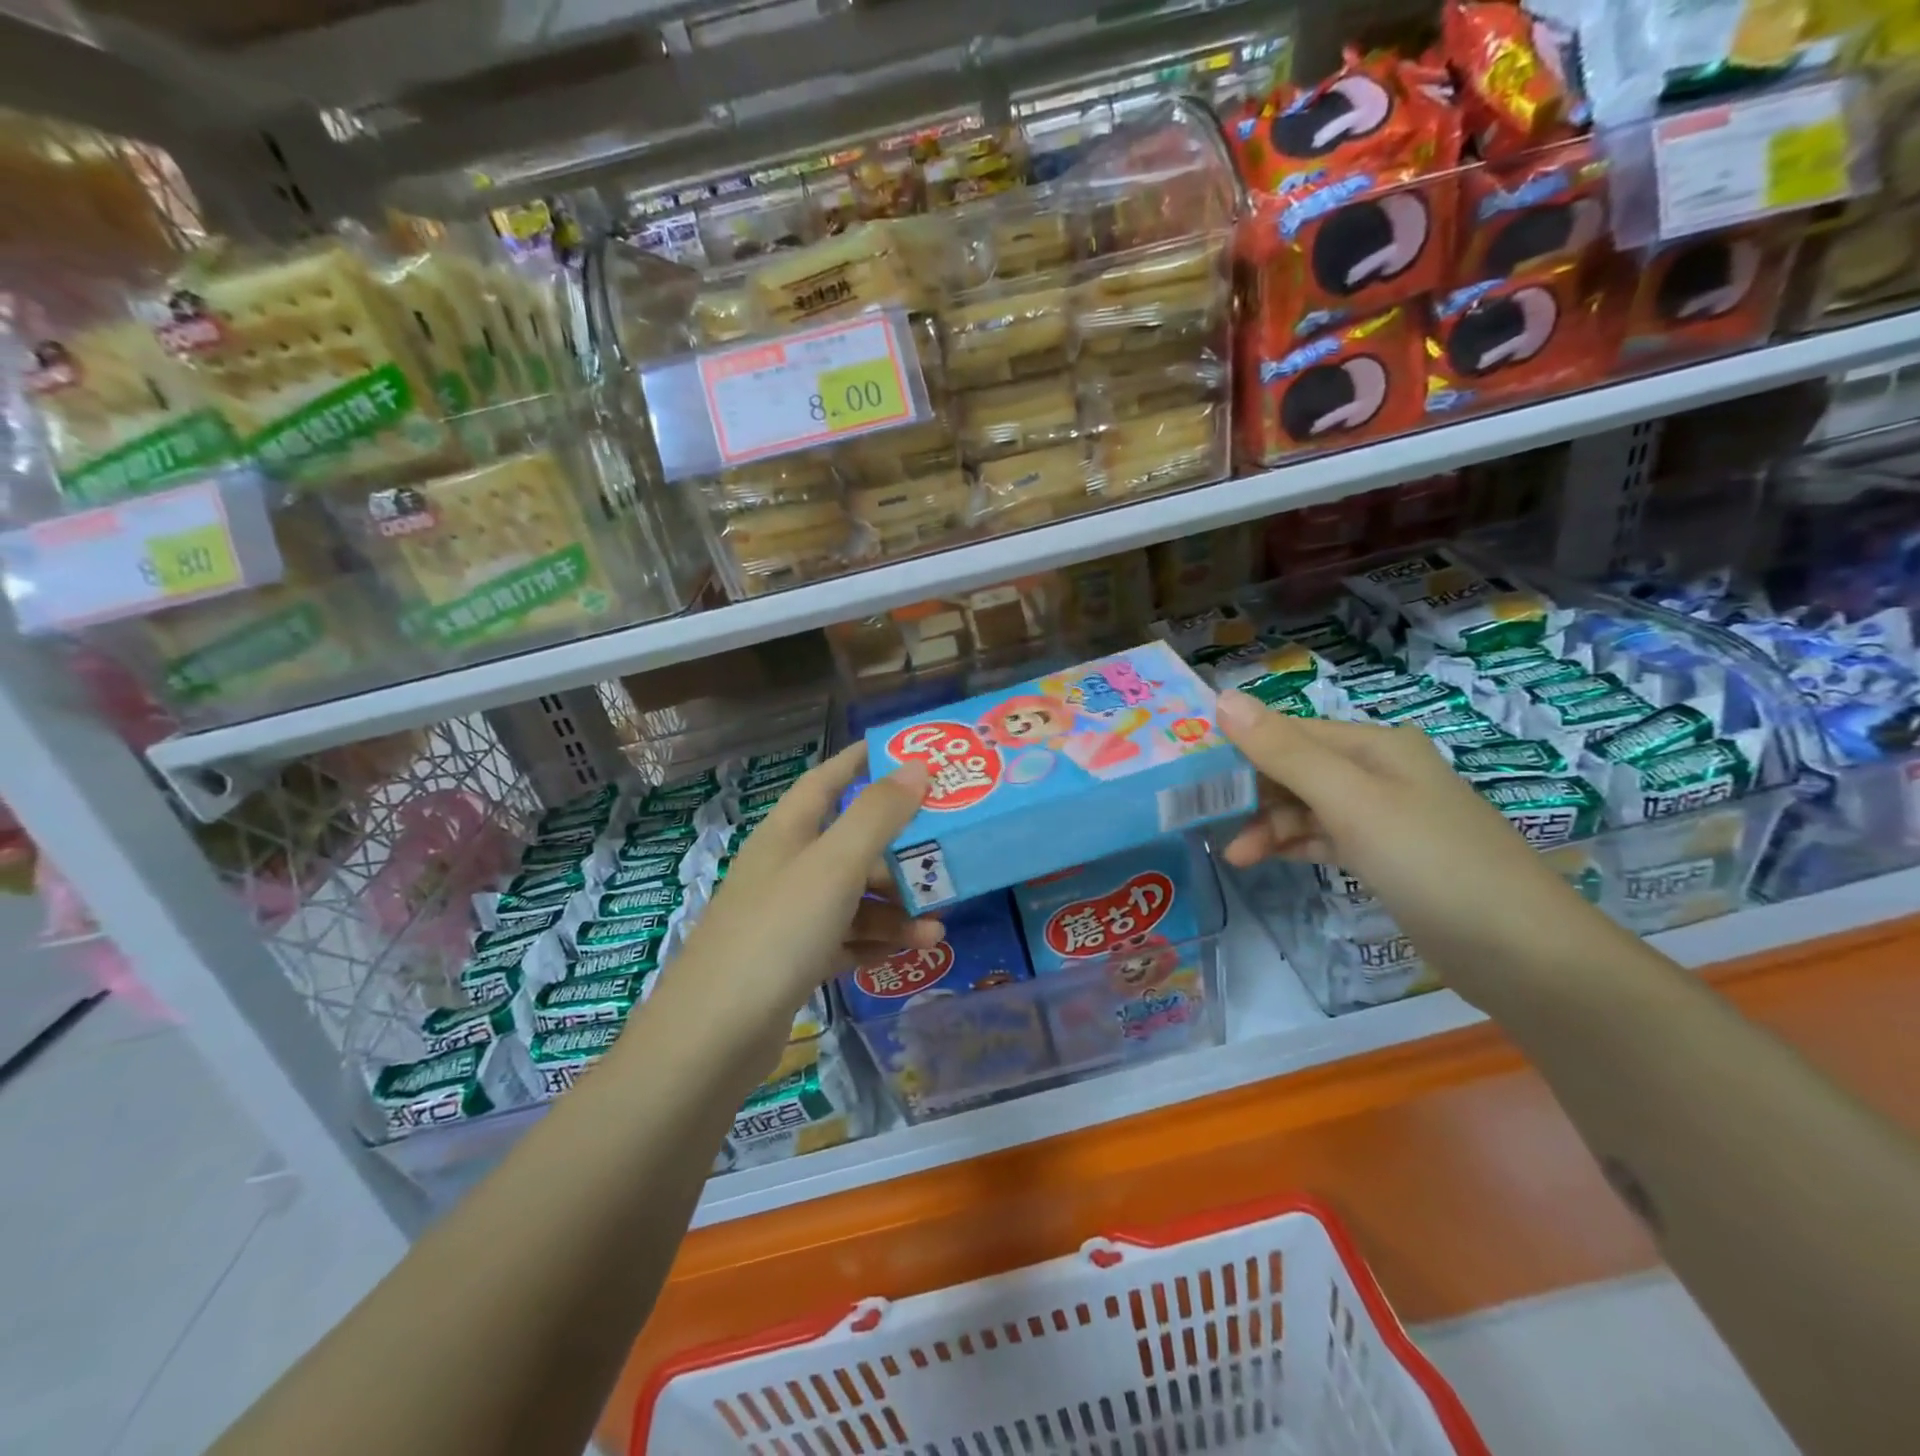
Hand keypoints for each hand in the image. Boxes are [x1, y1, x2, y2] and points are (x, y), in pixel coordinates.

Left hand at [660, 745, 943, 1036]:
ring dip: (895, 909)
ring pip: (854, 898)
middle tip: (946, 859)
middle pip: (851, 844)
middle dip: (899, 853)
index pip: (828, 779)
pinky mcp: (793, 961)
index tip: (908, 753)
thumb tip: (916, 766)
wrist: (715, 1034)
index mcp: (789, 831)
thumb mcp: (835, 864)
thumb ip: (878, 814)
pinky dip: (875, 942)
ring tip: (937, 929)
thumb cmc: (779, 930)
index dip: (863, 761)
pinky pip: (845, 939)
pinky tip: (907, 954)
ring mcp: (788, 916)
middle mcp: (787, 867)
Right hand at [1213, 688, 1614, 1003]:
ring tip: (1234, 856)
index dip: (1240, 747)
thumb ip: (1284, 751)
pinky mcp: (1387, 857)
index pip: (1289, 732)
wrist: (1522, 953)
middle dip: (1251, 792)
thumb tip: (1222, 698)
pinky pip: (1325, 838)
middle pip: (1296, 768)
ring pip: (1307, 807)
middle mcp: (1379, 772)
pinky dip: (1294, 845)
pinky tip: (1265, 860)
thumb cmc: (1430, 861)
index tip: (1190, 773)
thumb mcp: (1351, 801)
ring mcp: (1385, 816)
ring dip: (1268, 826)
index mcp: (1374, 746)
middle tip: (1202, 819)